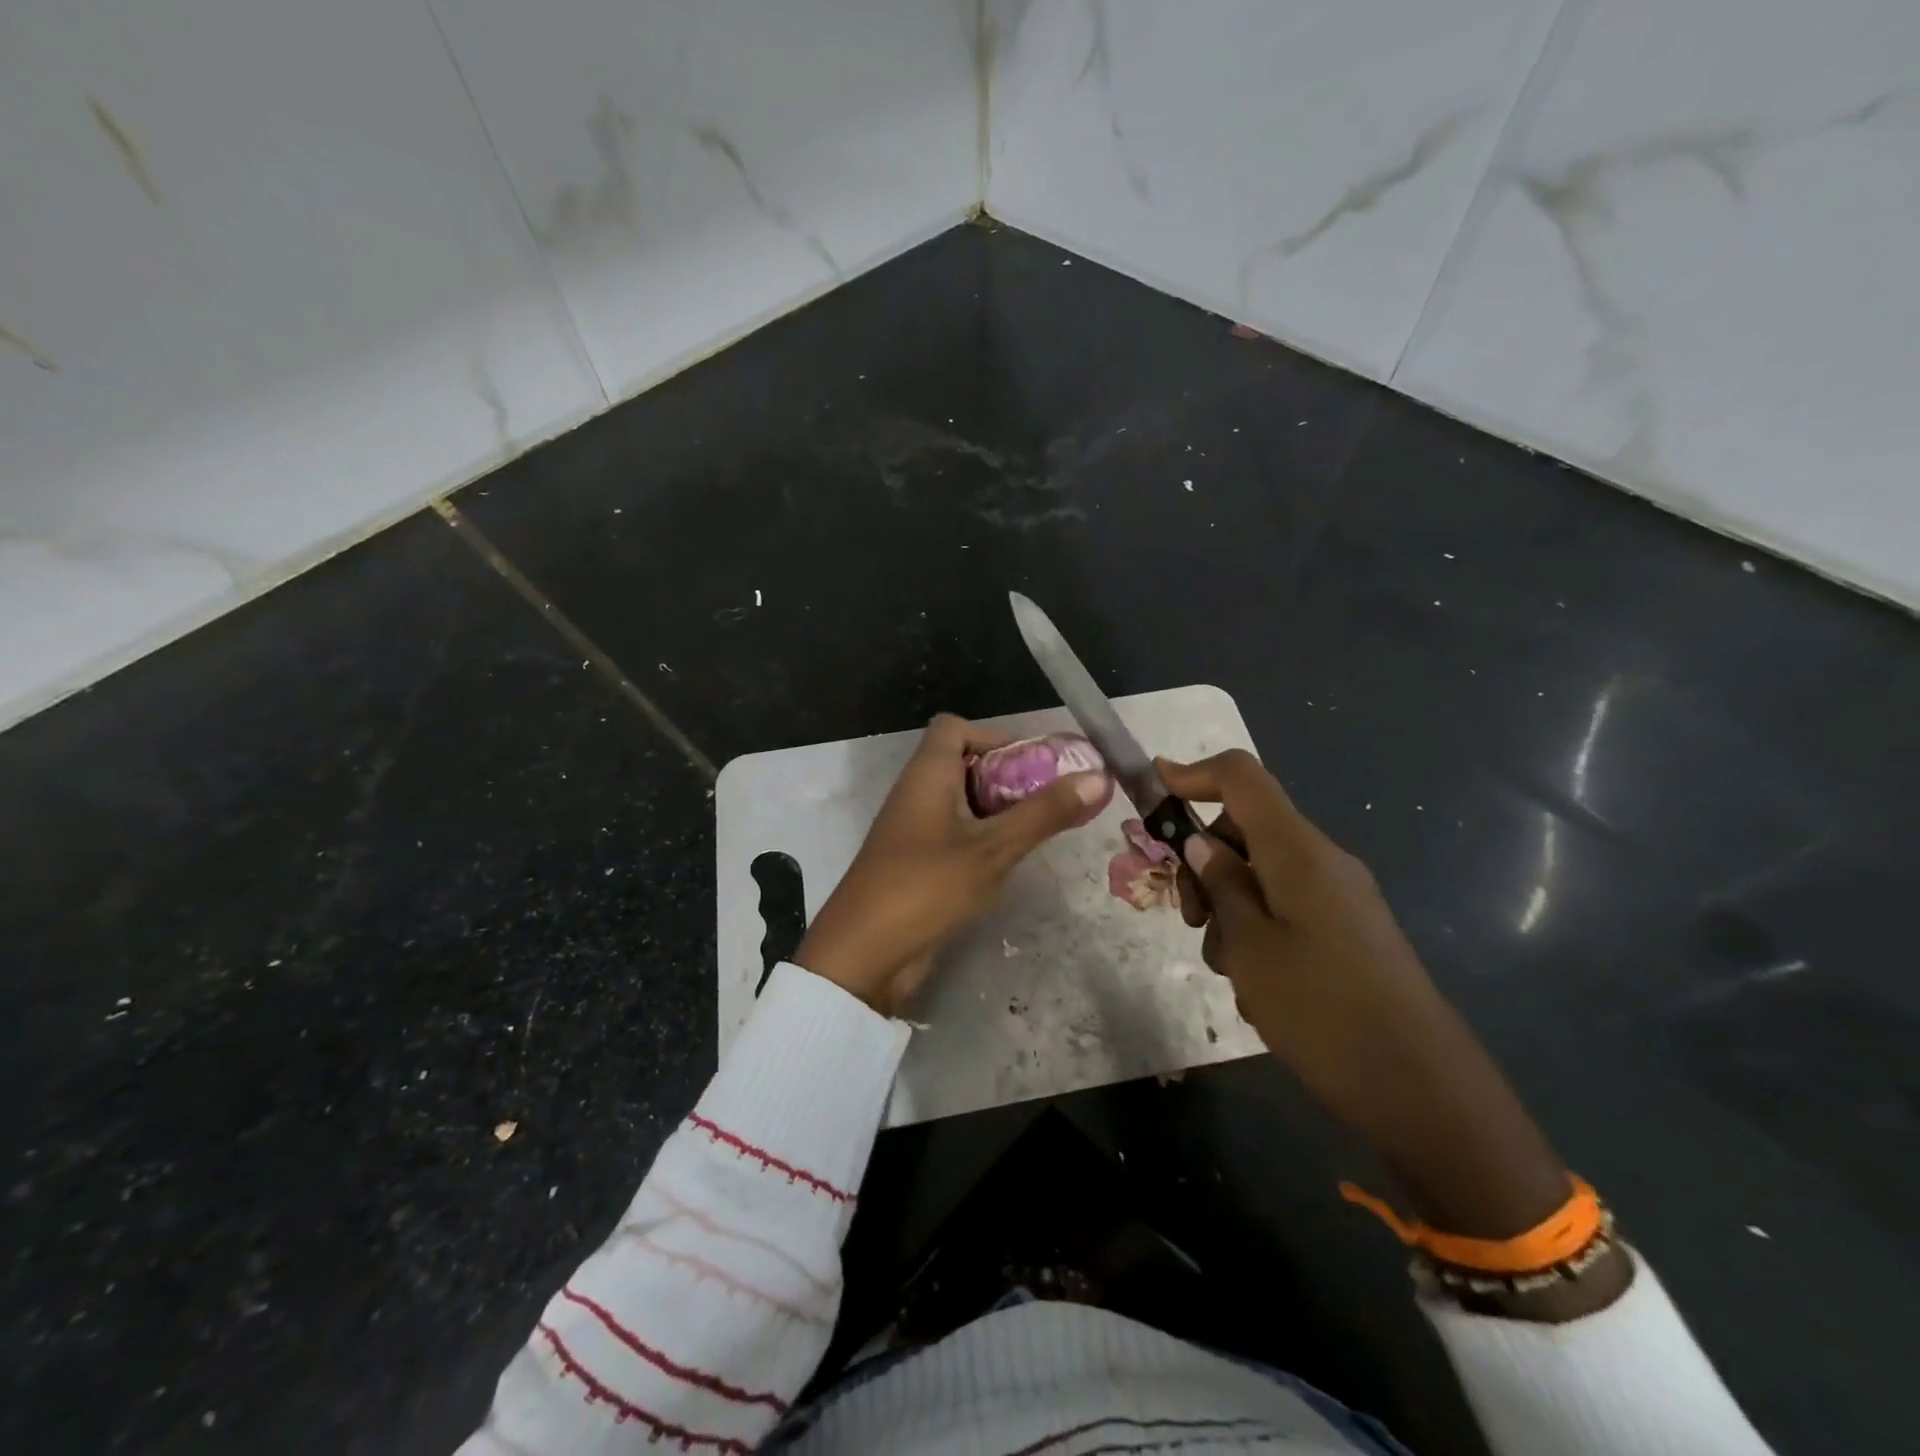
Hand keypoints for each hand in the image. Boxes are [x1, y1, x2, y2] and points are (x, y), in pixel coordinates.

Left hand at [795, 714, 1110, 1016]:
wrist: (863, 956)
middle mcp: (916, 794)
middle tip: (1049, 800)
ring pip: (960, 802)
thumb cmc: (927, 887)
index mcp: (927, 774)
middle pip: (962, 763)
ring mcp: (912, 831)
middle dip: (1007, 776)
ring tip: (1038, 830)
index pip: (954, 727)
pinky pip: (954, 834)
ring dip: (998, 810)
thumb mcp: (993, 848)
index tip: (1032, 765)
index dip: (993, 735)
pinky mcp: (914, 864)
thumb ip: (1044, 813)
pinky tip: (1009, 862)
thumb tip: (1097, 777)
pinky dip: (982, 838)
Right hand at [1160, 750, 1571, 1241]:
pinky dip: (1258, 932)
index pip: (1241, 777)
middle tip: (1187, 918)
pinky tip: (1259, 989)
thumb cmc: (1321, 1009)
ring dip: (1229, 910)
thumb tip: (1201, 844)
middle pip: (1245, 830)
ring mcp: (1339, 898)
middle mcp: (1321, 861)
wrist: (1421, 1088)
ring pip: (1261, 876)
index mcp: (1296, 850)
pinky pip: (1287, 909)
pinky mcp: (1348, 932)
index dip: (1193, 773)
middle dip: (1205, 863)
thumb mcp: (1249, 946)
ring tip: (1230, 970)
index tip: (1153, 788)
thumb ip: (1220, 886)